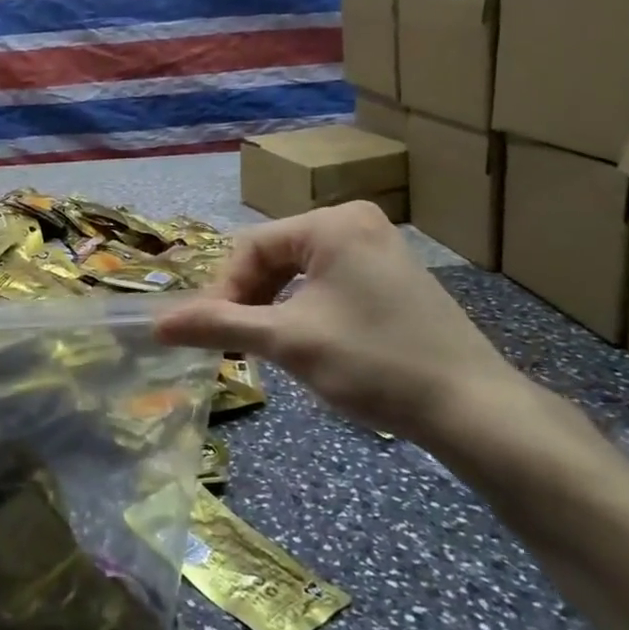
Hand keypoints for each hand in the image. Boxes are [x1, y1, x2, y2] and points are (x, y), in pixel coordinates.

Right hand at [157, 203, 573, 461]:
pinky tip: (306, 343)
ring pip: (300, 272)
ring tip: (267, 347)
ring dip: (273, 307)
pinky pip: (328, 282)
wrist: (472, 408)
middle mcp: (356, 221)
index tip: (210, 334)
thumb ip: (218, 325)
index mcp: (332, 222)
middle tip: (237, 344)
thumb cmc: (373, 362)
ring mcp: (379, 247)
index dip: (223, 290)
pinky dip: (304, 309)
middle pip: (275, 256)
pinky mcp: (393, 276)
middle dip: (249, 299)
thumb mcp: (287, 341)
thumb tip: (156, 324)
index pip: (251, 247)